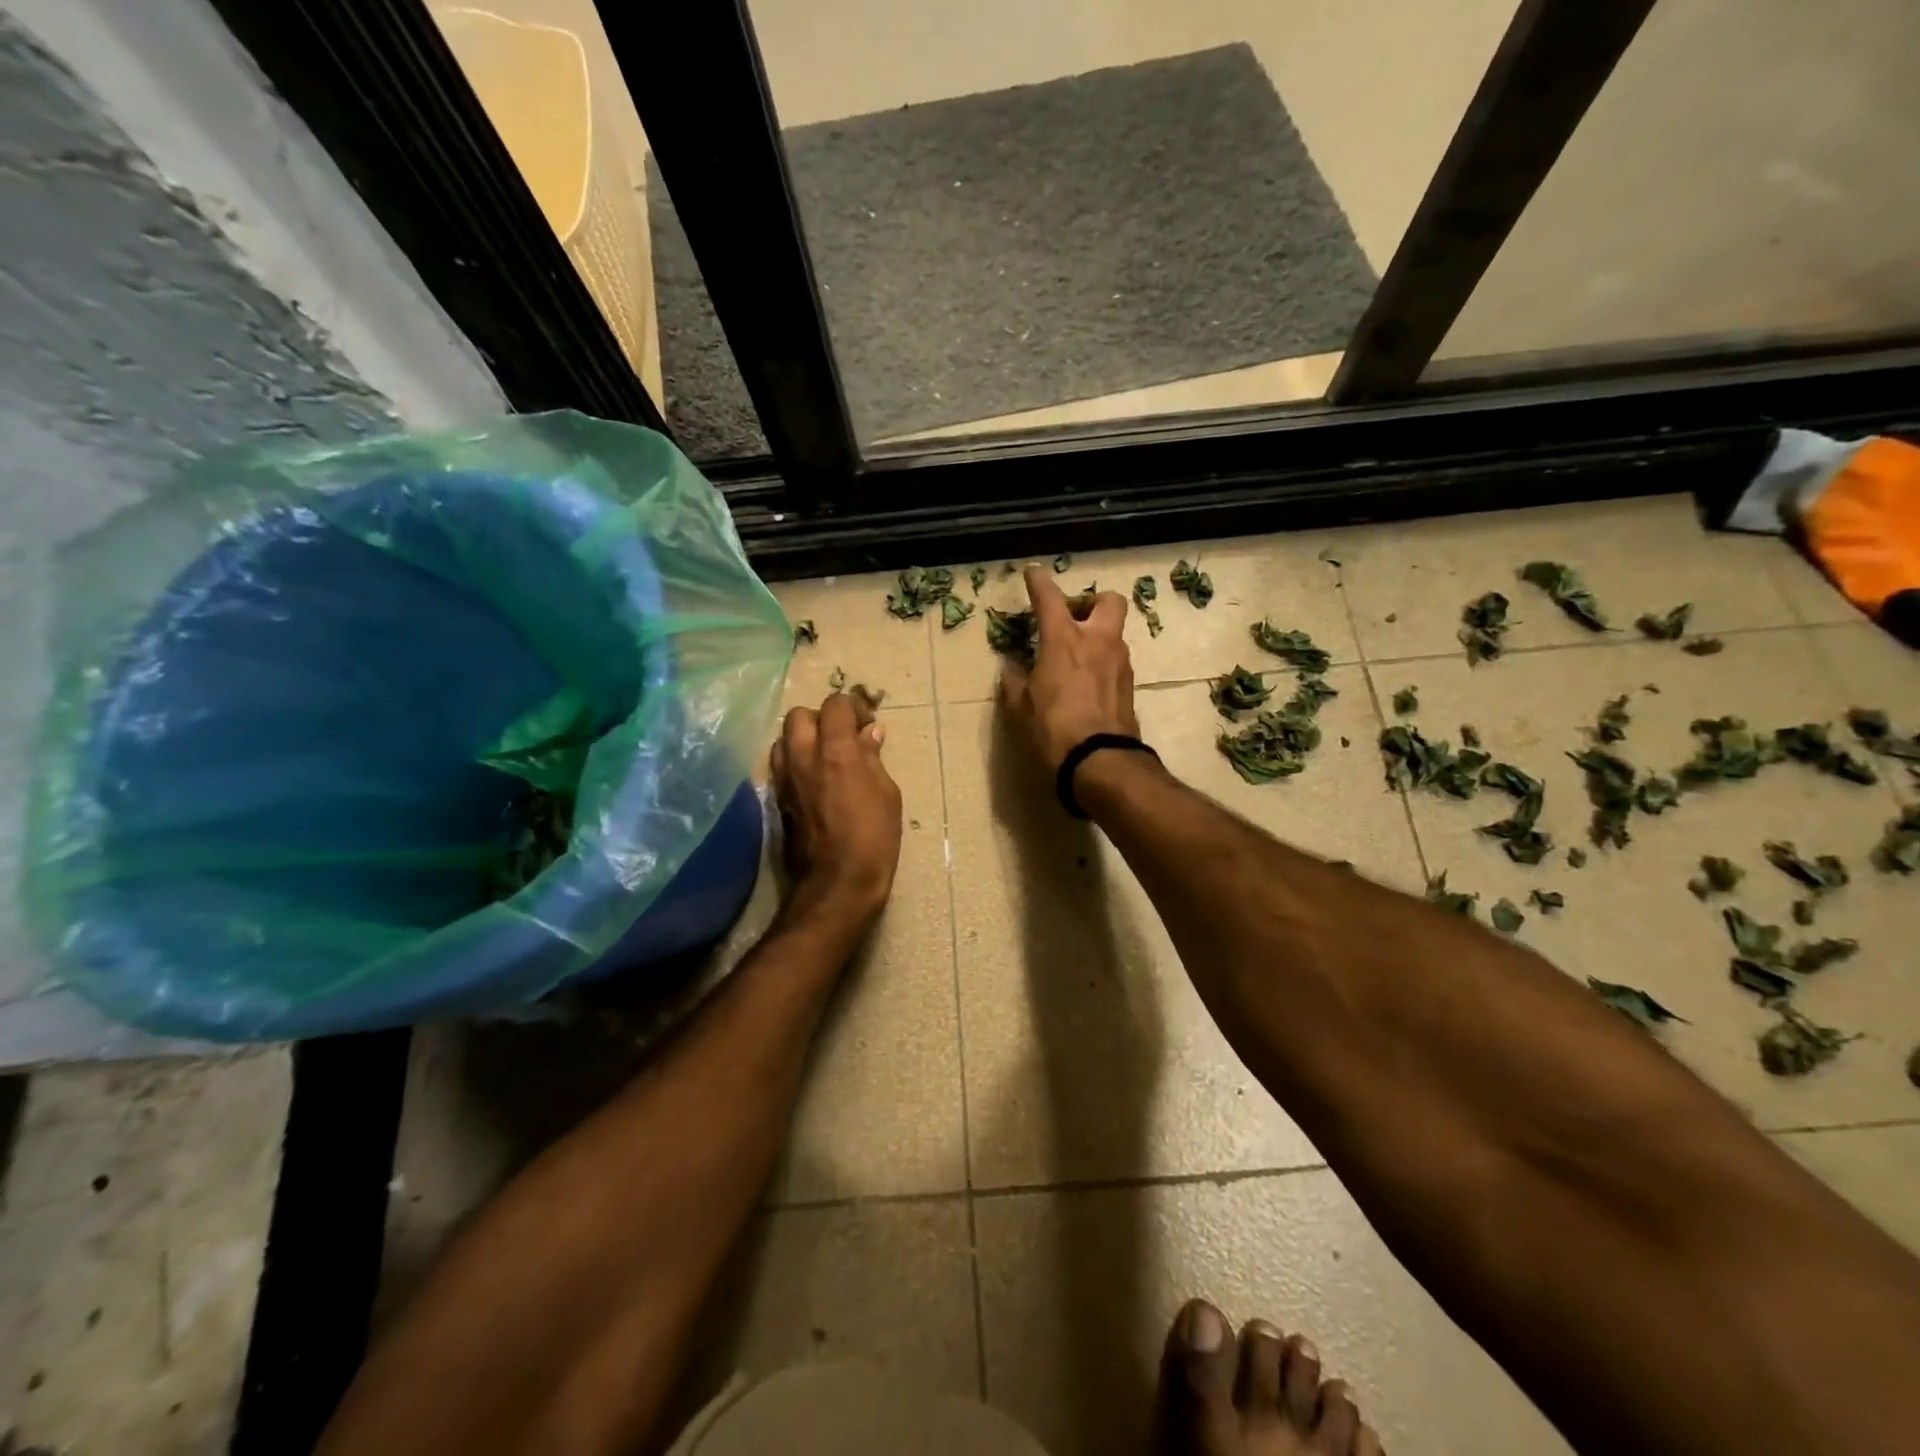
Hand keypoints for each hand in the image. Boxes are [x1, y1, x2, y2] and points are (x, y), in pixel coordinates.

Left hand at [770, 692, 902, 926]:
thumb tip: (870, 733)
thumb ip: (874, 758)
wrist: (836, 883)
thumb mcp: (887, 794)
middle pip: (799, 715)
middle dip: (821, 718)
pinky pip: (780, 764)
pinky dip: (794, 761)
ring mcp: (784, 777)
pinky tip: (813, 779)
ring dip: (802, 739)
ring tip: (824, 756)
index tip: (866, 722)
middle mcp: (803, 756)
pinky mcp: (776, 798)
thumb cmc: (873, 838)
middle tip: (841, 737)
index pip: (834, 705)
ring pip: (783, 738)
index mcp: (836, 751)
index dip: (852, 707)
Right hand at [999, 564, 1139, 772]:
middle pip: (1108, 600)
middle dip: (1091, 602)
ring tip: (1076, 657)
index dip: (1039, 582)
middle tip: (1072, 618)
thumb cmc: (1053, 728)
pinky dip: (1102, 661)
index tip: (1033, 573)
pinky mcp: (1130, 685)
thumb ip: (1015, 680)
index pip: (1050, 598)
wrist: (1100, 760)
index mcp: (1064, 639)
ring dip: (1097, 635)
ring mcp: (1119, 662)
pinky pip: (1116, 660)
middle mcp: (1098, 641)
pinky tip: (1087, 682)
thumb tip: (1011, 667)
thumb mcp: (1021, 706)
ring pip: (1114, 632)